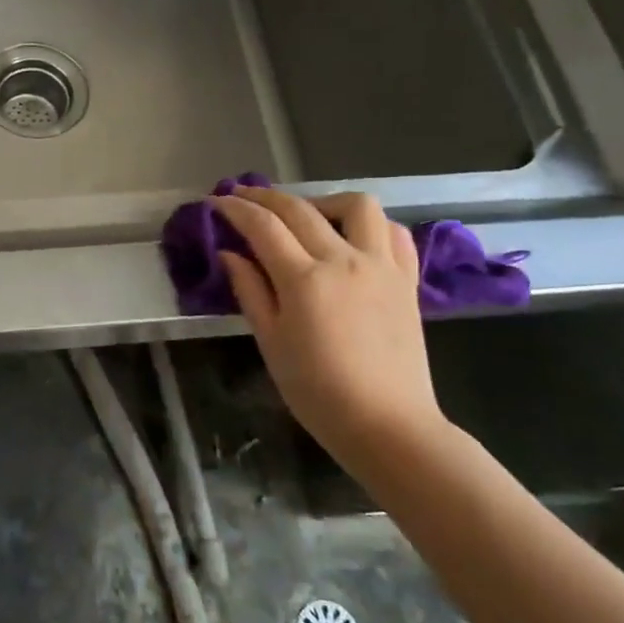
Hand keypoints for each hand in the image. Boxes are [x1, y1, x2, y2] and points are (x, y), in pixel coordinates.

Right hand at [212, 187, 446, 463]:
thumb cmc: (317, 392)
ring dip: (323, 201)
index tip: (216, 202)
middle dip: (265, 197)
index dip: (235, 209)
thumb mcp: (270, 343)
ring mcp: (381, 266)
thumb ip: (250, 291)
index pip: (263, 226)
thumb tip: (230, 254)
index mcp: (304, 280)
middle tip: (242, 197)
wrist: (388, 425)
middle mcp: (344, 261)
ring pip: (357, 206)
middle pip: (300, 209)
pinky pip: (393, 233)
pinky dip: (369, 225)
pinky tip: (351, 238)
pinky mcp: (407, 280)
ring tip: (306, 217)